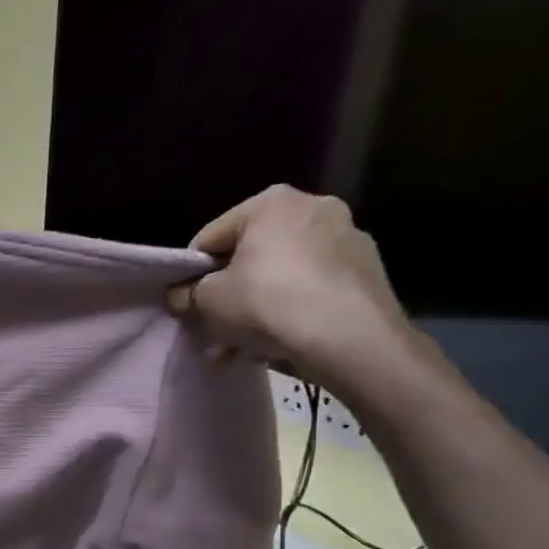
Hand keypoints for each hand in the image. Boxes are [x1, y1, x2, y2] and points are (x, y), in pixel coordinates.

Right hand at [167, 185, 413, 385]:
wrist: (348, 336)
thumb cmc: (267, 303)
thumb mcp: (207, 300)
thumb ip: (187, 293)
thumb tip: (181, 294)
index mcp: (270, 203)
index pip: (210, 238)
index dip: (191, 274)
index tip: (188, 303)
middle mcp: (312, 206)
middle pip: (250, 256)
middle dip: (229, 294)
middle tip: (213, 328)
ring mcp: (346, 236)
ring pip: (280, 274)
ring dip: (256, 307)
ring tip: (240, 345)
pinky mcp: (366, 268)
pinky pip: (310, 287)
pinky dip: (290, 309)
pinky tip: (276, 341)